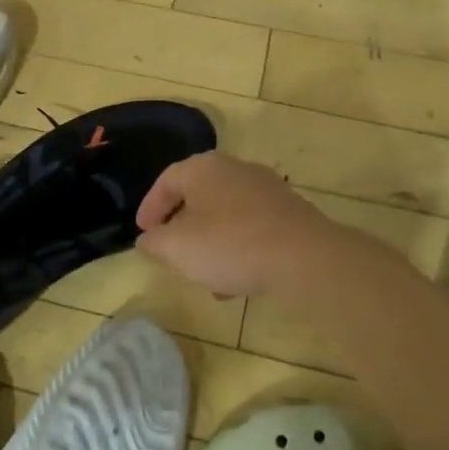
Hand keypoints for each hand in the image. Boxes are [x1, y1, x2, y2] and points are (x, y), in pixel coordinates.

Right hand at [135, 153, 335, 297]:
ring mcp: (267, 189)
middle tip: (172, 251)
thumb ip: (154, 243)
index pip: (166, 180)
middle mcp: (235, 169)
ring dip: (210, 242)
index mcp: (203, 168)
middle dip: (182, 226)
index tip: (143, 233)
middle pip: (198, 195)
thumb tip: (148, 240)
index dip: (150, 207)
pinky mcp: (290, 212)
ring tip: (204, 276)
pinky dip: (237, 248)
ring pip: (226, 214)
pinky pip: (252, 227)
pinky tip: (237, 281)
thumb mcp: (176, 248)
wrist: (305, 258)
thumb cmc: (230, 245)